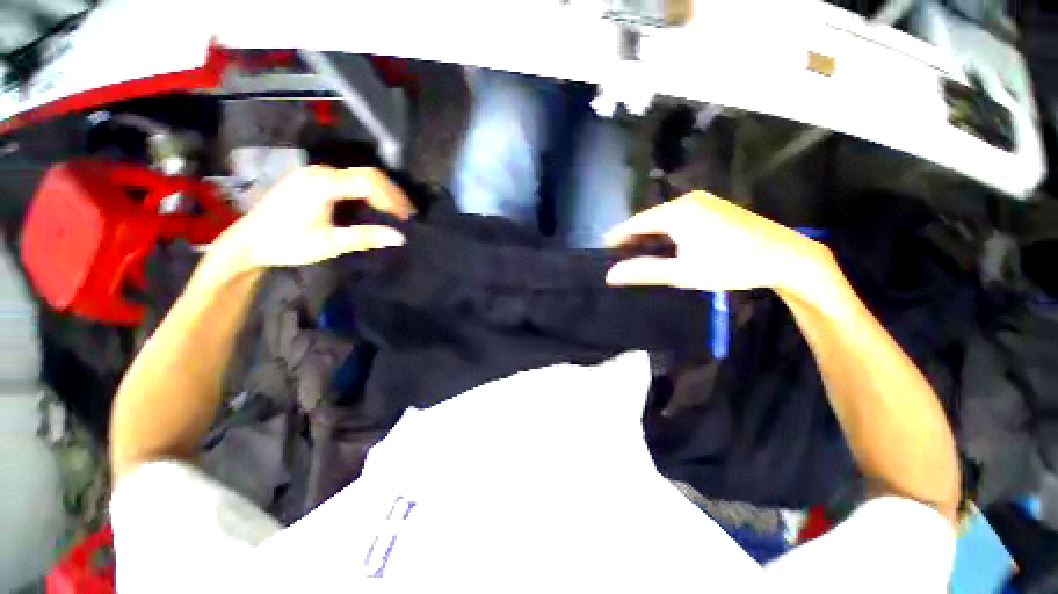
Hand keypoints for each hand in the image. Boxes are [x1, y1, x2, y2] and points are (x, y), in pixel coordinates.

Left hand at [215, 166, 413, 272]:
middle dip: (391, 193)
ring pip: (358, 175)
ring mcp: (314, 174)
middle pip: (367, 174)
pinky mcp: (311, 180)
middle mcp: (320, 172)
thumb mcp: (329, 244)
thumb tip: (400, 237)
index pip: (369, 182)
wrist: (248, 243)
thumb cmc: (287, 244)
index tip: (406, 218)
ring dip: (380, 191)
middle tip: (407, 213)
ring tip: (396, 210)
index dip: (392, 199)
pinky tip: (374, 205)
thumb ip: (365, 237)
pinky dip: (366, 191)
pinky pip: (348, 179)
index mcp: (323, 184)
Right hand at [605, 191, 828, 292]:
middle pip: (650, 219)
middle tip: (619, 256)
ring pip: (665, 219)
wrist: (786, 257)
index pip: (636, 223)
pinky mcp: (715, 208)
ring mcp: (704, 202)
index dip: (617, 236)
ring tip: (637, 254)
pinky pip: (680, 218)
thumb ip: (644, 271)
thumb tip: (610, 275)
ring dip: (651, 236)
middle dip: (633, 237)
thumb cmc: (731, 265)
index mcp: (677, 212)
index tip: (602, 249)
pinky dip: (668, 232)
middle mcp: (688, 200)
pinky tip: (666, 246)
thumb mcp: (682, 272)